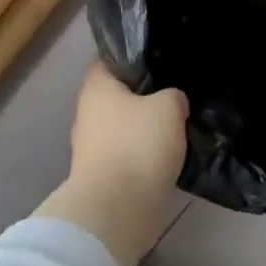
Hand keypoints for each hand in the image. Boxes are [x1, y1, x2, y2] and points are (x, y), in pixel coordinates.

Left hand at [68, 64, 188, 196]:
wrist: (118, 207)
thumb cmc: (138, 144)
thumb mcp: (169, 107)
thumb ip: (173, 95)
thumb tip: (172, 100)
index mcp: (96, 87)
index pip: (111, 60)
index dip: (134, 58)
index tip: (161, 59)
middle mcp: (87, 113)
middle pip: (118, 95)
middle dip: (144, 95)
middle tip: (176, 94)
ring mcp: (91, 147)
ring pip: (124, 127)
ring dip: (146, 128)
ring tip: (178, 125)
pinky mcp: (102, 175)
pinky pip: (128, 154)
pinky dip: (145, 154)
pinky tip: (169, 154)